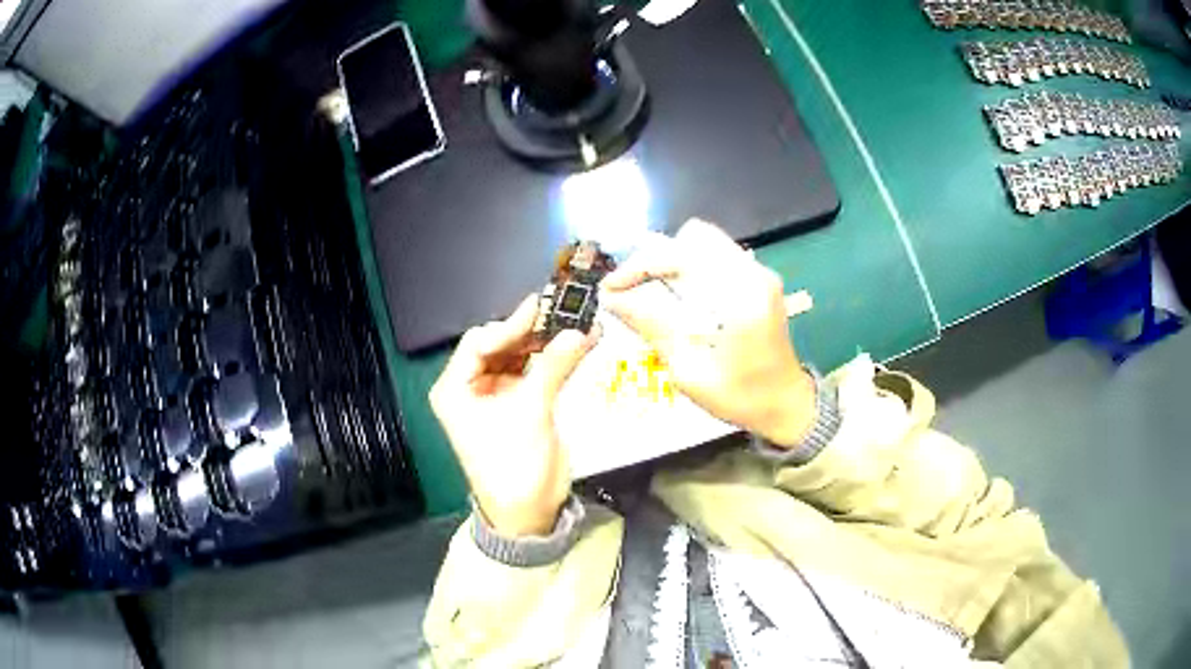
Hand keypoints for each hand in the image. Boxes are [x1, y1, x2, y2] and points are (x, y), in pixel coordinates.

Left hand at [429, 296, 597, 536]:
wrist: (528, 513)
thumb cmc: (513, 464)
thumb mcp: (530, 413)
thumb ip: (552, 367)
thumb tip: (580, 330)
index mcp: (455, 388)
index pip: (478, 343)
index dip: (510, 326)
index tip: (542, 310)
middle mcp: (471, 386)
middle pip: (501, 345)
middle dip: (532, 330)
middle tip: (564, 310)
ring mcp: (497, 394)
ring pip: (521, 356)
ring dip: (548, 342)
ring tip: (579, 322)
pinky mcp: (520, 403)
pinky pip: (536, 372)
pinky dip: (556, 359)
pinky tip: (581, 343)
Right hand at [599, 219, 815, 447]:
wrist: (787, 405)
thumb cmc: (740, 396)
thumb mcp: (690, 370)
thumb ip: (652, 326)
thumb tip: (611, 298)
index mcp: (740, 295)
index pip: (681, 256)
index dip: (638, 267)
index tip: (610, 288)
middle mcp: (753, 272)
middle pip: (693, 237)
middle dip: (655, 259)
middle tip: (631, 290)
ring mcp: (759, 273)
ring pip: (703, 243)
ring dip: (671, 262)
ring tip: (648, 293)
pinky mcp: (758, 279)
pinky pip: (715, 256)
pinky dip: (689, 269)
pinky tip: (676, 297)